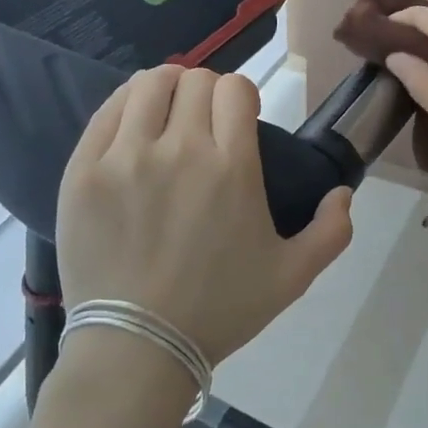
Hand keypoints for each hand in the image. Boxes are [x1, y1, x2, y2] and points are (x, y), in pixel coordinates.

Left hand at [56, 66, 353, 364]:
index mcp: (232, 166)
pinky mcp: (83, 170)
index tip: (237, 119)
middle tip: (202, 123)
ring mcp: (125, 157)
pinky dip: (124, 107)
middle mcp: (180, 148)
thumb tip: (343, 193)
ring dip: (165, 89)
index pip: (236, 88)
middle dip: (205, 92)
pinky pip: (106, 111)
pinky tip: (132, 127)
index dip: (240, 96)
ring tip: (165, 114)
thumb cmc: (219, 310)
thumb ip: (332, 232)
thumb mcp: (293, 277)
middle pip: (194, 80)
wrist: (137, 347)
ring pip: (148, 85)